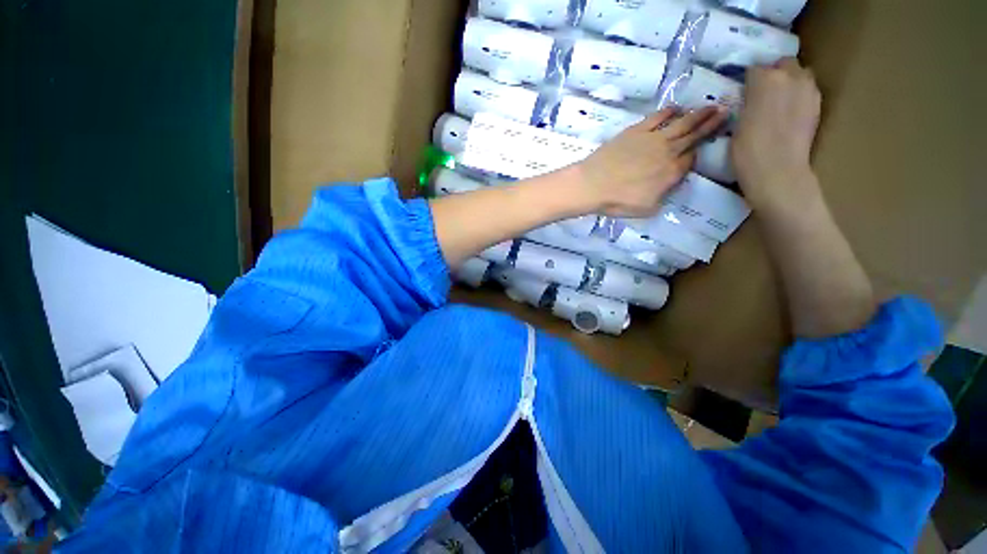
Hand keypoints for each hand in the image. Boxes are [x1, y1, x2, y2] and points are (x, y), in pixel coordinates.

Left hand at [574, 106, 726, 216]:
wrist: (592, 185)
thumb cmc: (616, 201)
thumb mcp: (646, 209)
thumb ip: (662, 196)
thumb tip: (668, 186)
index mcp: (671, 174)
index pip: (690, 160)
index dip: (696, 155)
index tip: (700, 149)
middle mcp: (668, 152)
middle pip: (694, 137)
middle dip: (711, 125)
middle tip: (725, 112)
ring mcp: (652, 139)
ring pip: (682, 123)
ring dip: (699, 114)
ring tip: (712, 106)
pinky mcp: (637, 130)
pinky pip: (657, 117)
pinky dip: (669, 111)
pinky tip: (676, 108)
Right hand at [732, 58, 821, 206]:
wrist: (778, 172)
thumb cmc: (747, 152)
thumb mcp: (736, 124)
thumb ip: (746, 102)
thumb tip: (749, 95)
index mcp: (765, 79)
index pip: (754, 68)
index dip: (747, 79)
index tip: (741, 91)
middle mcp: (790, 76)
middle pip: (782, 64)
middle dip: (773, 73)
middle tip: (761, 94)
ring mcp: (808, 89)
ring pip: (799, 74)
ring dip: (789, 81)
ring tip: (777, 102)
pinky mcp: (818, 104)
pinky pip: (807, 89)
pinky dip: (798, 95)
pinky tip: (788, 112)